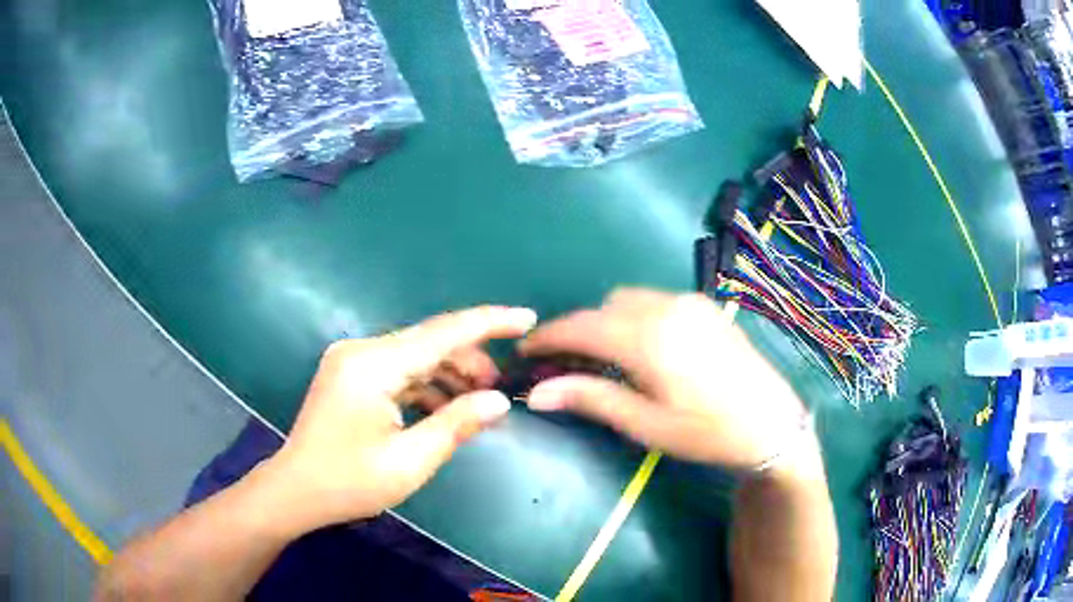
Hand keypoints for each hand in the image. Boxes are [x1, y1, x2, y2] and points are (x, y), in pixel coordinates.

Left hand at [264, 306, 536, 532]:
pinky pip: (398, 370)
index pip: (442, 332)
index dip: (489, 322)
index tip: (527, 318)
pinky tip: (443, 408)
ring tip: (476, 403)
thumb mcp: (410, 461)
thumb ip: (457, 424)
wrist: (295, 491)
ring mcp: (353, 361)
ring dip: (449, 374)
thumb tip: (498, 401)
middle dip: (470, 360)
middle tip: (500, 390)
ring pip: (415, 355)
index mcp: (373, 365)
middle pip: (429, 341)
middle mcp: (361, 351)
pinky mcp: (351, 374)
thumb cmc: (349, 482)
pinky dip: (425, 385)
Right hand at [521, 289, 808, 469]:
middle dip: (576, 332)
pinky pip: (652, 300)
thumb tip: (537, 393)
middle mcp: (666, 307)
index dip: (546, 338)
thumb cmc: (708, 433)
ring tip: (601, 359)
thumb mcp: (646, 424)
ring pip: (626, 300)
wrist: (772, 423)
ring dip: (604, 322)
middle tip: (564, 367)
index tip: (524, 353)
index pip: (580, 326)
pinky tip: (639, 348)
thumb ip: (591, 399)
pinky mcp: (703, 306)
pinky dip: (631, 317)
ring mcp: (688, 302)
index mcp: (649, 338)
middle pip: (601, 309)